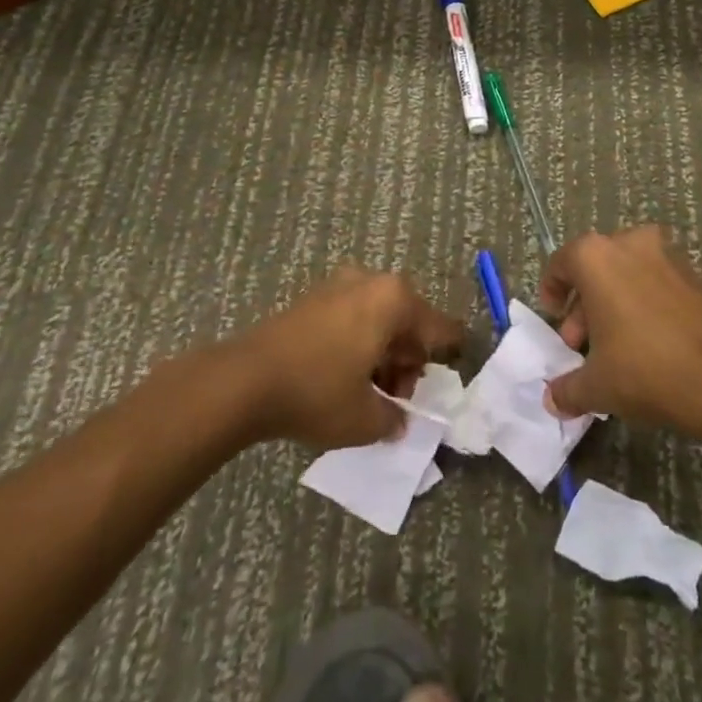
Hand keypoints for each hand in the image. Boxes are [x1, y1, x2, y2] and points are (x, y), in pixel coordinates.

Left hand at [230, 268, 464, 449]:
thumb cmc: (317, 392)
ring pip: (378, 320)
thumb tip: (398, 419)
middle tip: (397, 398)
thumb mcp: (366, 418)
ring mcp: (338, 286)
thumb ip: (394, 417)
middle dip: (407, 361)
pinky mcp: (313, 298)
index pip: (440, 327)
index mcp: (394, 300)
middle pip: (407, 322)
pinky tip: (345, 378)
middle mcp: (371, 282)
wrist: (245, 380)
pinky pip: (352, 318)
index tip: (455, 367)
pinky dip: (358, 344)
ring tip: (370, 394)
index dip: (450, 352)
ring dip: (382, 354)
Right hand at [538, 225, 701, 437]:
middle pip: (595, 269)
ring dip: (614, 305)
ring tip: (614, 350)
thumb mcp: (597, 386)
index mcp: (595, 256)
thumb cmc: (647, 370)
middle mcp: (629, 243)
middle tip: (580, 343)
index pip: (561, 262)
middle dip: (584, 306)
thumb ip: (567, 389)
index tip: (554, 315)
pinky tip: (648, 345)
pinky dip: (644, 305)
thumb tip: (552, 399)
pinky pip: (656, 284)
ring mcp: (667, 256)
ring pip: (627, 275)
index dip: (553, 290)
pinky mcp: (695, 275)